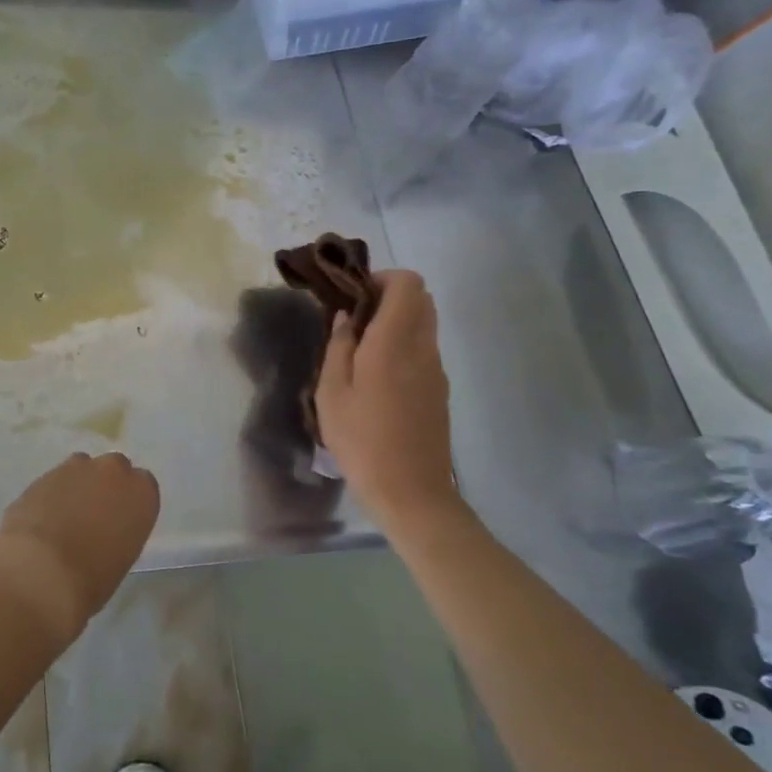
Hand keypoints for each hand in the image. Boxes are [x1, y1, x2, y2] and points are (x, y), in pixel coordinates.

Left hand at [0, 452, 159, 645]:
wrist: (39, 572)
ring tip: (64, 519)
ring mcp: (75, 468)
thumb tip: (103, 533)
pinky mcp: (43, 474)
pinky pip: (55, 480)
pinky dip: (51, 495)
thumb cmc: (90, 579)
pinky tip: (42, 521)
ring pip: (82, 470)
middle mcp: (112, 471)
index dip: (130, 502)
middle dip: (105, 486)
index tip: (121, 521)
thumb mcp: (120, 560)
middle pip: (113, 470)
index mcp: (141, 493)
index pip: (143, 485)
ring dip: (77, 487)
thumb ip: (118, 533)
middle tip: (93, 517)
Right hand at [316, 270, 461, 521]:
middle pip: (421, 299)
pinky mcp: (439, 390)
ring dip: (396, 322)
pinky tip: (376, 377)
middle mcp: (423, 348)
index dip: (382, 278)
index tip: (353, 297)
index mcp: (395, 341)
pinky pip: (424, 349)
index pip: (408, 283)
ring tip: (361, 349)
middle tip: (355, 320)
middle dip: (388, 296)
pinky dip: (404, 345)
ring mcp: (436, 370)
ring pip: (424, 324)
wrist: (411, 493)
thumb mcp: (332, 392)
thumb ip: (338, 347)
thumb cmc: (362, 440)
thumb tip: (345, 318)